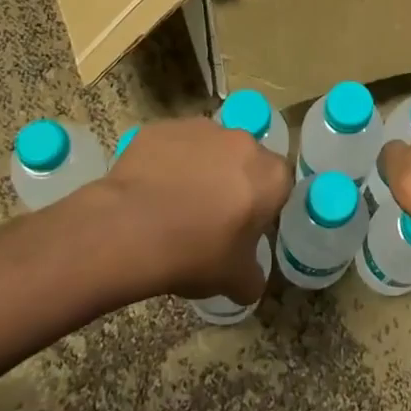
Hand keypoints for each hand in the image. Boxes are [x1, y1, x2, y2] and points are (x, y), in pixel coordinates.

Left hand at [100, 119, 290, 303]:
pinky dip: (167, 161)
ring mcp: (201, 129)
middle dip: (234, 181)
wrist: (130, 230)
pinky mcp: (163, 128)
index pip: (280, 185)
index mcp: (270, 176)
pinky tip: (150, 189)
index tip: (246, 226)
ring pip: (209, 147)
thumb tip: (251, 282)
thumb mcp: (235, 280)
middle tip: (211, 214)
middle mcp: (243, 141)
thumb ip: (252, 278)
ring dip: (201, 167)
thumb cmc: (195, 253)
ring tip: (175, 202)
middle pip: (246, 159)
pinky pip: (173, 145)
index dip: (264, 205)